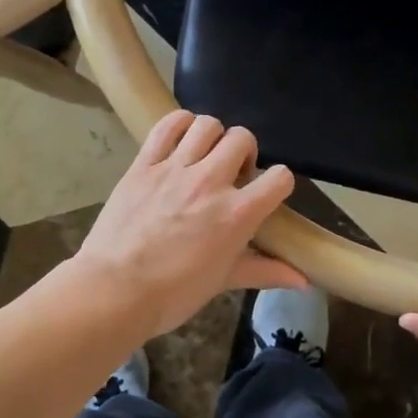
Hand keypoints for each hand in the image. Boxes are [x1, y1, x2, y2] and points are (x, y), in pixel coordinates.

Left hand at [75, 109, 306, 339]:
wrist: (113, 291)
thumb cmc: (173, 293)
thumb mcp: (224, 281)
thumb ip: (265, 271)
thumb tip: (304, 280)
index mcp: (237, 213)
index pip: (279, 177)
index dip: (278, 182)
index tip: (265, 193)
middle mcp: (211, 182)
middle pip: (243, 138)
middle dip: (245, 152)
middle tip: (232, 174)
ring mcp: (175, 168)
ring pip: (207, 125)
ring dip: (213, 136)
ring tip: (205, 155)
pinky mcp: (144, 164)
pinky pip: (167, 126)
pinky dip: (179, 123)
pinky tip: (181, 138)